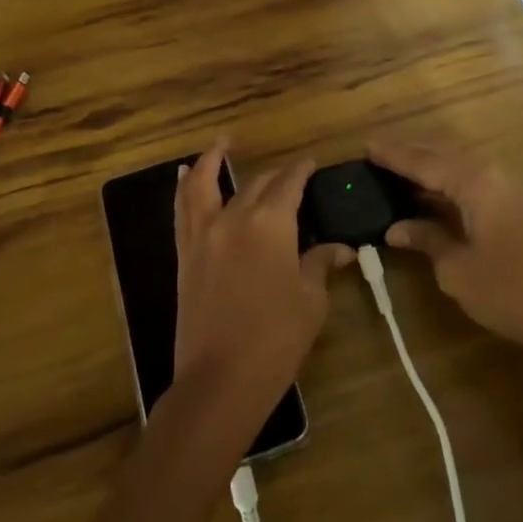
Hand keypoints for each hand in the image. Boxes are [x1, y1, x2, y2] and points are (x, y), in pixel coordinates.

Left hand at [173, 138, 352, 429]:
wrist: (220, 379)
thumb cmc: (276, 339)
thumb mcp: (310, 301)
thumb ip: (320, 265)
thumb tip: (340, 249)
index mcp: (271, 224)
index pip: (289, 185)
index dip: (301, 172)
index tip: (311, 164)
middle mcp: (234, 217)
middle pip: (256, 184)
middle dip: (275, 175)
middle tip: (289, 173)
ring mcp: (204, 234)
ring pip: (205, 184)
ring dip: (213, 160)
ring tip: (221, 142)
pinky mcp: (186, 254)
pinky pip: (182, 209)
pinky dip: (185, 187)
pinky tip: (185, 175)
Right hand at [369, 138, 522, 352]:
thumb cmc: (509, 292)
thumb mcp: (457, 269)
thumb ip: (426, 239)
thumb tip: (396, 227)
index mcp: (476, 183)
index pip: (424, 162)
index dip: (394, 155)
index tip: (366, 146)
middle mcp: (492, 175)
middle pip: (443, 156)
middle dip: (410, 156)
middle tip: (378, 156)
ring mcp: (508, 189)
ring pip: (459, 168)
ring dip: (429, 170)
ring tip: (396, 174)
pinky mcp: (517, 206)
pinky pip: (472, 183)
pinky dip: (447, 186)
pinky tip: (430, 198)